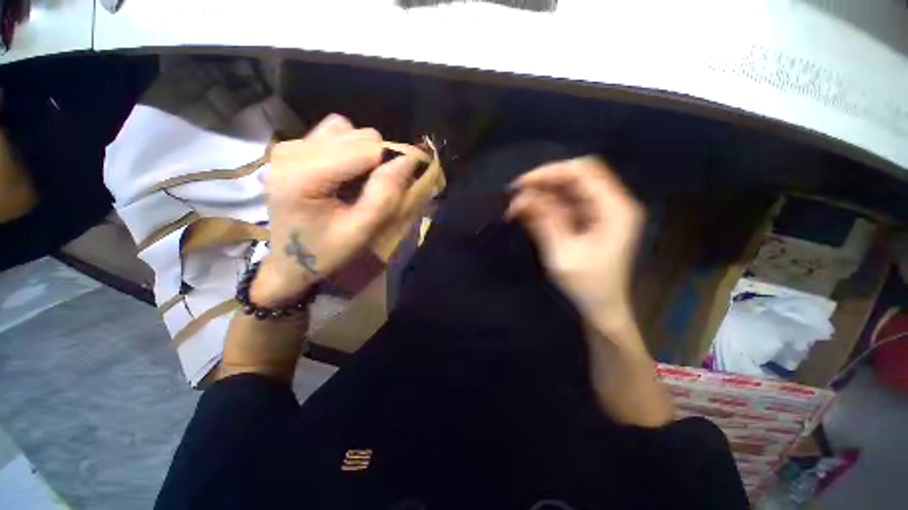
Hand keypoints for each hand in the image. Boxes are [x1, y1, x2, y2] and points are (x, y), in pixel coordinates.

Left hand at [252, 114, 418, 305]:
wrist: (289, 260)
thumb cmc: (324, 251)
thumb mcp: (360, 232)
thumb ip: (384, 196)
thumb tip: (409, 160)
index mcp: (303, 175)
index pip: (367, 149)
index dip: (391, 165)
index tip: (396, 189)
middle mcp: (292, 150)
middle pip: (358, 136)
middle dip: (377, 162)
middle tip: (373, 192)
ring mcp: (290, 144)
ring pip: (348, 130)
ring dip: (363, 154)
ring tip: (357, 183)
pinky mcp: (293, 145)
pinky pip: (335, 133)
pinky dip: (349, 150)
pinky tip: (344, 173)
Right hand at [507, 157, 644, 336]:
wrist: (601, 308)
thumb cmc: (586, 286)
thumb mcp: (561, 254)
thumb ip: (543, 221)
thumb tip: (521, 198)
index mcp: (615, 209)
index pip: (583, 172)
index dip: (549, 172)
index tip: (520, 185)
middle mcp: (613, 203)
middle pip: (577, 175)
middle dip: (544, 181)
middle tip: (516, 194)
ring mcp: (603, 211)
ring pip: (570, 187)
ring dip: (542, 193)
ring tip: (517, 207)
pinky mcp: (592, 219)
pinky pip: (567, 202)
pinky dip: (547, 205)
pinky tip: (529, 213)